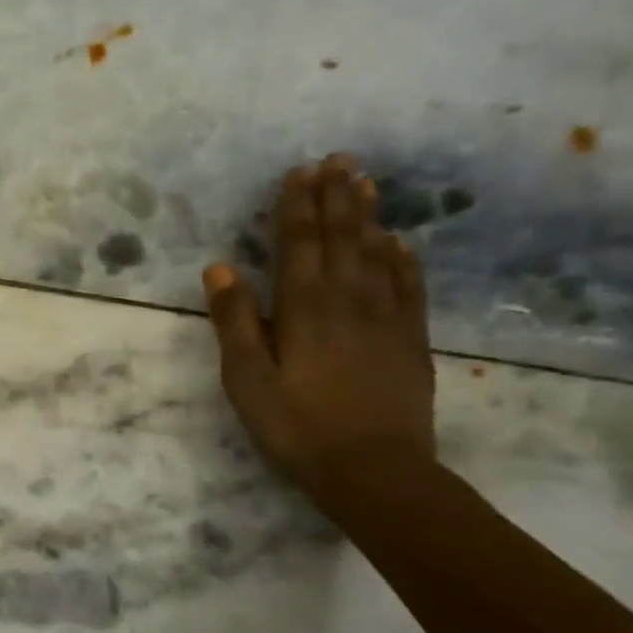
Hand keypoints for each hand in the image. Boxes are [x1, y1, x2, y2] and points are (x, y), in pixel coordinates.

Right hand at [203, 155, 435, 507]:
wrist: (375, 472)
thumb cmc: (297, 427)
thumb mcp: (247, 379)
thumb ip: (234, 321)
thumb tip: (220, 267)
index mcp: (304, 306)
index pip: (299, 242)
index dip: (297, 205)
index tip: (299, 171)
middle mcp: (348, 299)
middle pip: (342, 237)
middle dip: (336, 196)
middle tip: (338, 159)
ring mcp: (386, 317)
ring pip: (377, 252)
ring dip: (369, 215)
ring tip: (366, 182)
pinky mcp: (411, 339)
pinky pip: (409, 285)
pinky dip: (403, 258)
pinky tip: (399, 243)